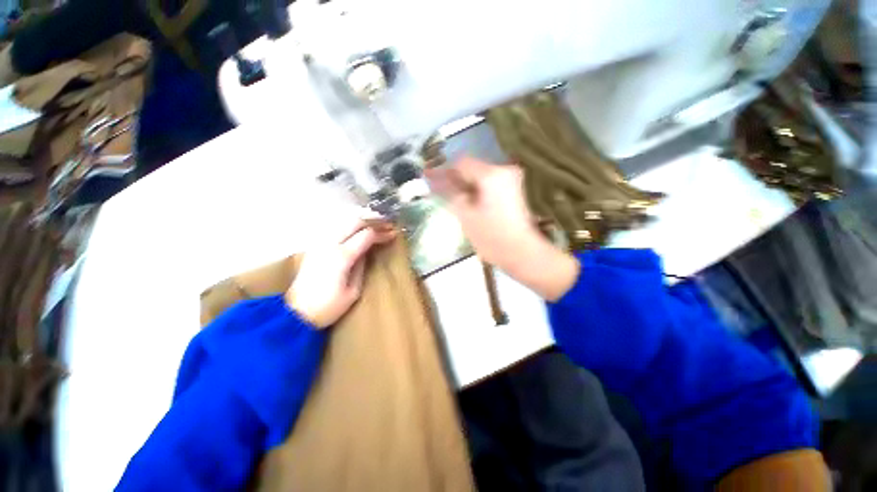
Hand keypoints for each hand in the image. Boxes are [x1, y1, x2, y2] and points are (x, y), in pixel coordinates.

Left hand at [285, 221, 396, 327]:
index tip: (393, 234)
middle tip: (387, 225)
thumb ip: (362, 266)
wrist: (296, 314)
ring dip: (361, 222)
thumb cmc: (328, 307)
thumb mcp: (353, 291)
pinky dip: (349, 226)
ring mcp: (320, 244)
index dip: (382, 233)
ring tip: (375, 225)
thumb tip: (367, 251)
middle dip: (373, 221)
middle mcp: (329, 244)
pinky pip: (335, 229)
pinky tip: (357, 230)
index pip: (366, 235)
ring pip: (343, 222)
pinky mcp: (315, 247)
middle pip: (354, 222)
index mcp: (342, 256)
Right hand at [426, 157, 578, 300]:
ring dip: (464, 185)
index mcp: (491, 174)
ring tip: (449, 197)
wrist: (522, 253)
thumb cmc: (491, 237)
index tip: (429, 178)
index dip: (443, 170)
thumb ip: (448, 192)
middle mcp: (504, 170)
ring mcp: (511, 180)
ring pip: (479, 177)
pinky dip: (475, 190)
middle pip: (471, 168)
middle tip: (437, 190)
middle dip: (454, 178)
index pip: (461, 163)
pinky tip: (465, 201)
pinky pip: (488, 184)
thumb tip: (432, 178)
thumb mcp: (464, 214)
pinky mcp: (513, 190)